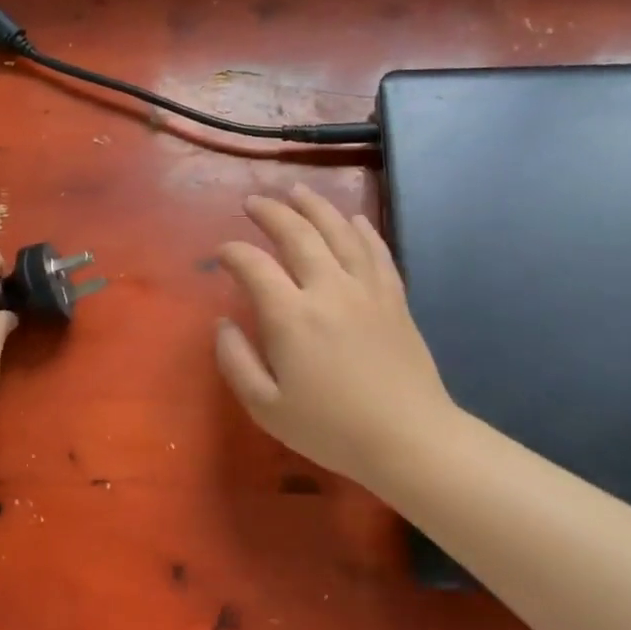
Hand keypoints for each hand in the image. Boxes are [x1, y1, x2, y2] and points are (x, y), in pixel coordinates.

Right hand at [215, 187, 454, 492]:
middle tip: (253, 201)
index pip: (254, 266)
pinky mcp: (394, 298)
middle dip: (271, 212)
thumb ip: (236, 361)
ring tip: (297, 191)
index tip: (222, 253)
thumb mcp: (266, 406)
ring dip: (315, 206)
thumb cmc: (330, 428)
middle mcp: (328, 289)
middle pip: (298, 234)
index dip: (233, 253)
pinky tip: (354, 218)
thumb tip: (224, 323)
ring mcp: (367, 289)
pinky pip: (377, 251)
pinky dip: (363, 229)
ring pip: (340, 231)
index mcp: (291, 316)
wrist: (408, 438)